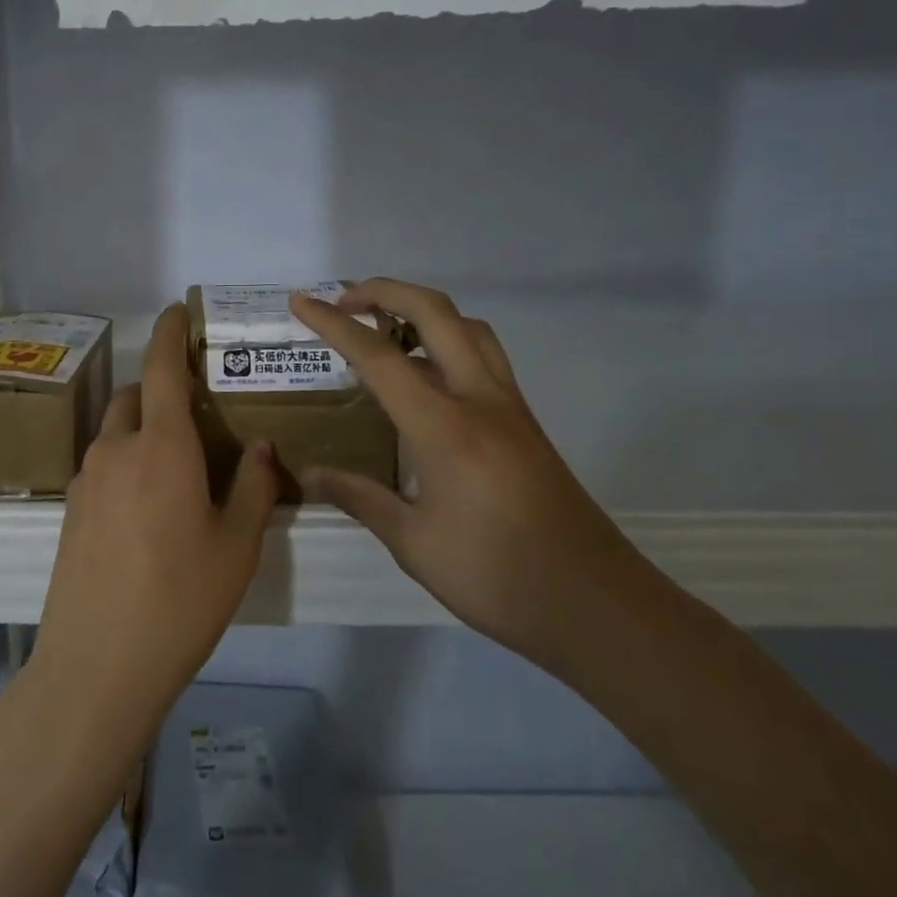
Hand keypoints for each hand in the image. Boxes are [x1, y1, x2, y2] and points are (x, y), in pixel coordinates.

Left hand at [32, 304, 278, 737]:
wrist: (97, 665)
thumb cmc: (180, 601)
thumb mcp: (236, 547)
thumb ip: (253, 488)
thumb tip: (257, 447)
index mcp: (161, 447)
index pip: (160, 368)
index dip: (169, 333)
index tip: (177, 310)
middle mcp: (116, 451)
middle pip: (133, 397)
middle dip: (159, 390)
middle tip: (195, 415)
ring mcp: (86, 482)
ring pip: (115, 433)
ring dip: (142, 430)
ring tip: (177, 469)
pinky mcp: (70, 512)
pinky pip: (102, 467)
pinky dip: (126, 463)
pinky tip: (148, 510)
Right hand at [291, 279, 642, 666]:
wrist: (595, 604)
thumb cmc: (496, 576)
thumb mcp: (414, 542)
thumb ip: (361, 497)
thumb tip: (312, 473)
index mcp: (444, 427)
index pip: (378, 357)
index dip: (333, 324)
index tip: (300, 303)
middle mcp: (481, 400)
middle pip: (435, 313)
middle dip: (385, 291)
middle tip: (343, 301)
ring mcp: (510, 408)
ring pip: (469, 328)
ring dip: (423, 312)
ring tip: (385, 329)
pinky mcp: (525, 423)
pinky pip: (484, 358)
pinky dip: (448, 343)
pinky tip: (425, 381)